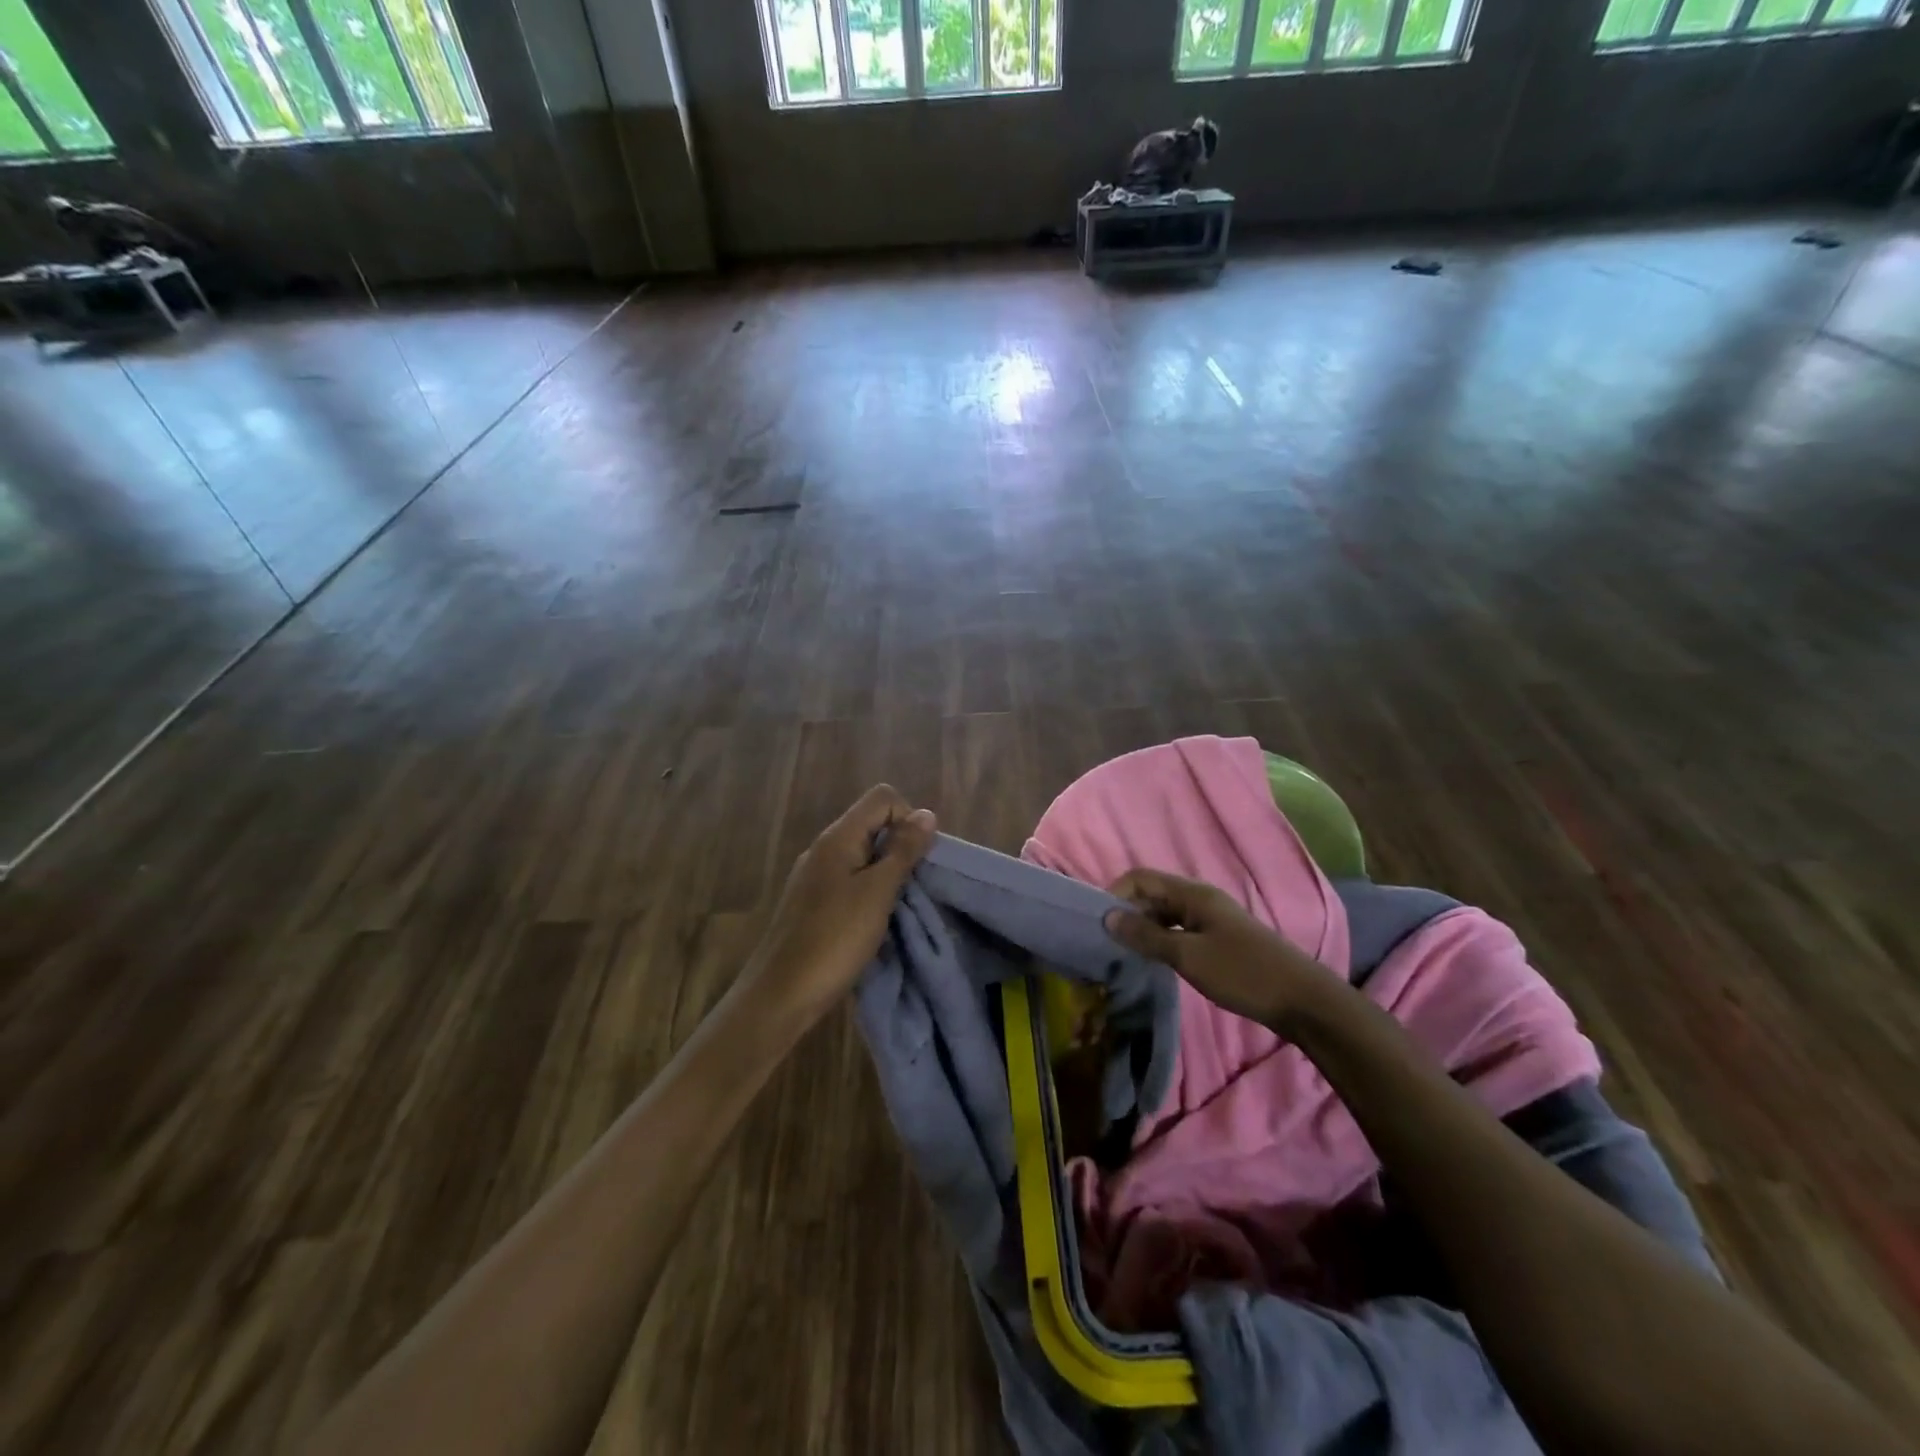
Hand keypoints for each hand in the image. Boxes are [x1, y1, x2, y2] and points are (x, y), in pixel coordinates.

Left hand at [744, 785, 936, 1025]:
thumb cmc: (834, 939)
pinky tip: (874, 923)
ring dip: (888, 873)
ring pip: (863, 856)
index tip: (917, 858)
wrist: (780, 995)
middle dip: (901, 847)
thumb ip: (903, 851)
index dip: (908, 818)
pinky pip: (850, 881)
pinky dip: (870, 892)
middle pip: (873, 824)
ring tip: (898, 908)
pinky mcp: (812, 904)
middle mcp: (823, 849)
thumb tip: (927, 814)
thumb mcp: (877, 892)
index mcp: (837, 838)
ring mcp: (815, 877)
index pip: (882, 798)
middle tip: (913, 887)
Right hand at [1103, 868, 1336, 1028]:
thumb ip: (1146, 936)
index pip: (1141, 878)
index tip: (1097, 922)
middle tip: (1105, 942)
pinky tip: (1153, 961)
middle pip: (1152, 894)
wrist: (1303, 1001)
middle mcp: (1200, 899)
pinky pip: (1178, 930)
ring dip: (1142, 928)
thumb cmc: (1243, 973)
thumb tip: (1108, 917)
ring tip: (1123, 953)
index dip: (1116, 893)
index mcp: (1193, 894)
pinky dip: (1160, 940)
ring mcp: (1211, 920)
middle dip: (1126, 912)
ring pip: (1164, 914)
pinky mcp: (1218, 940)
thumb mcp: (1188, 956)